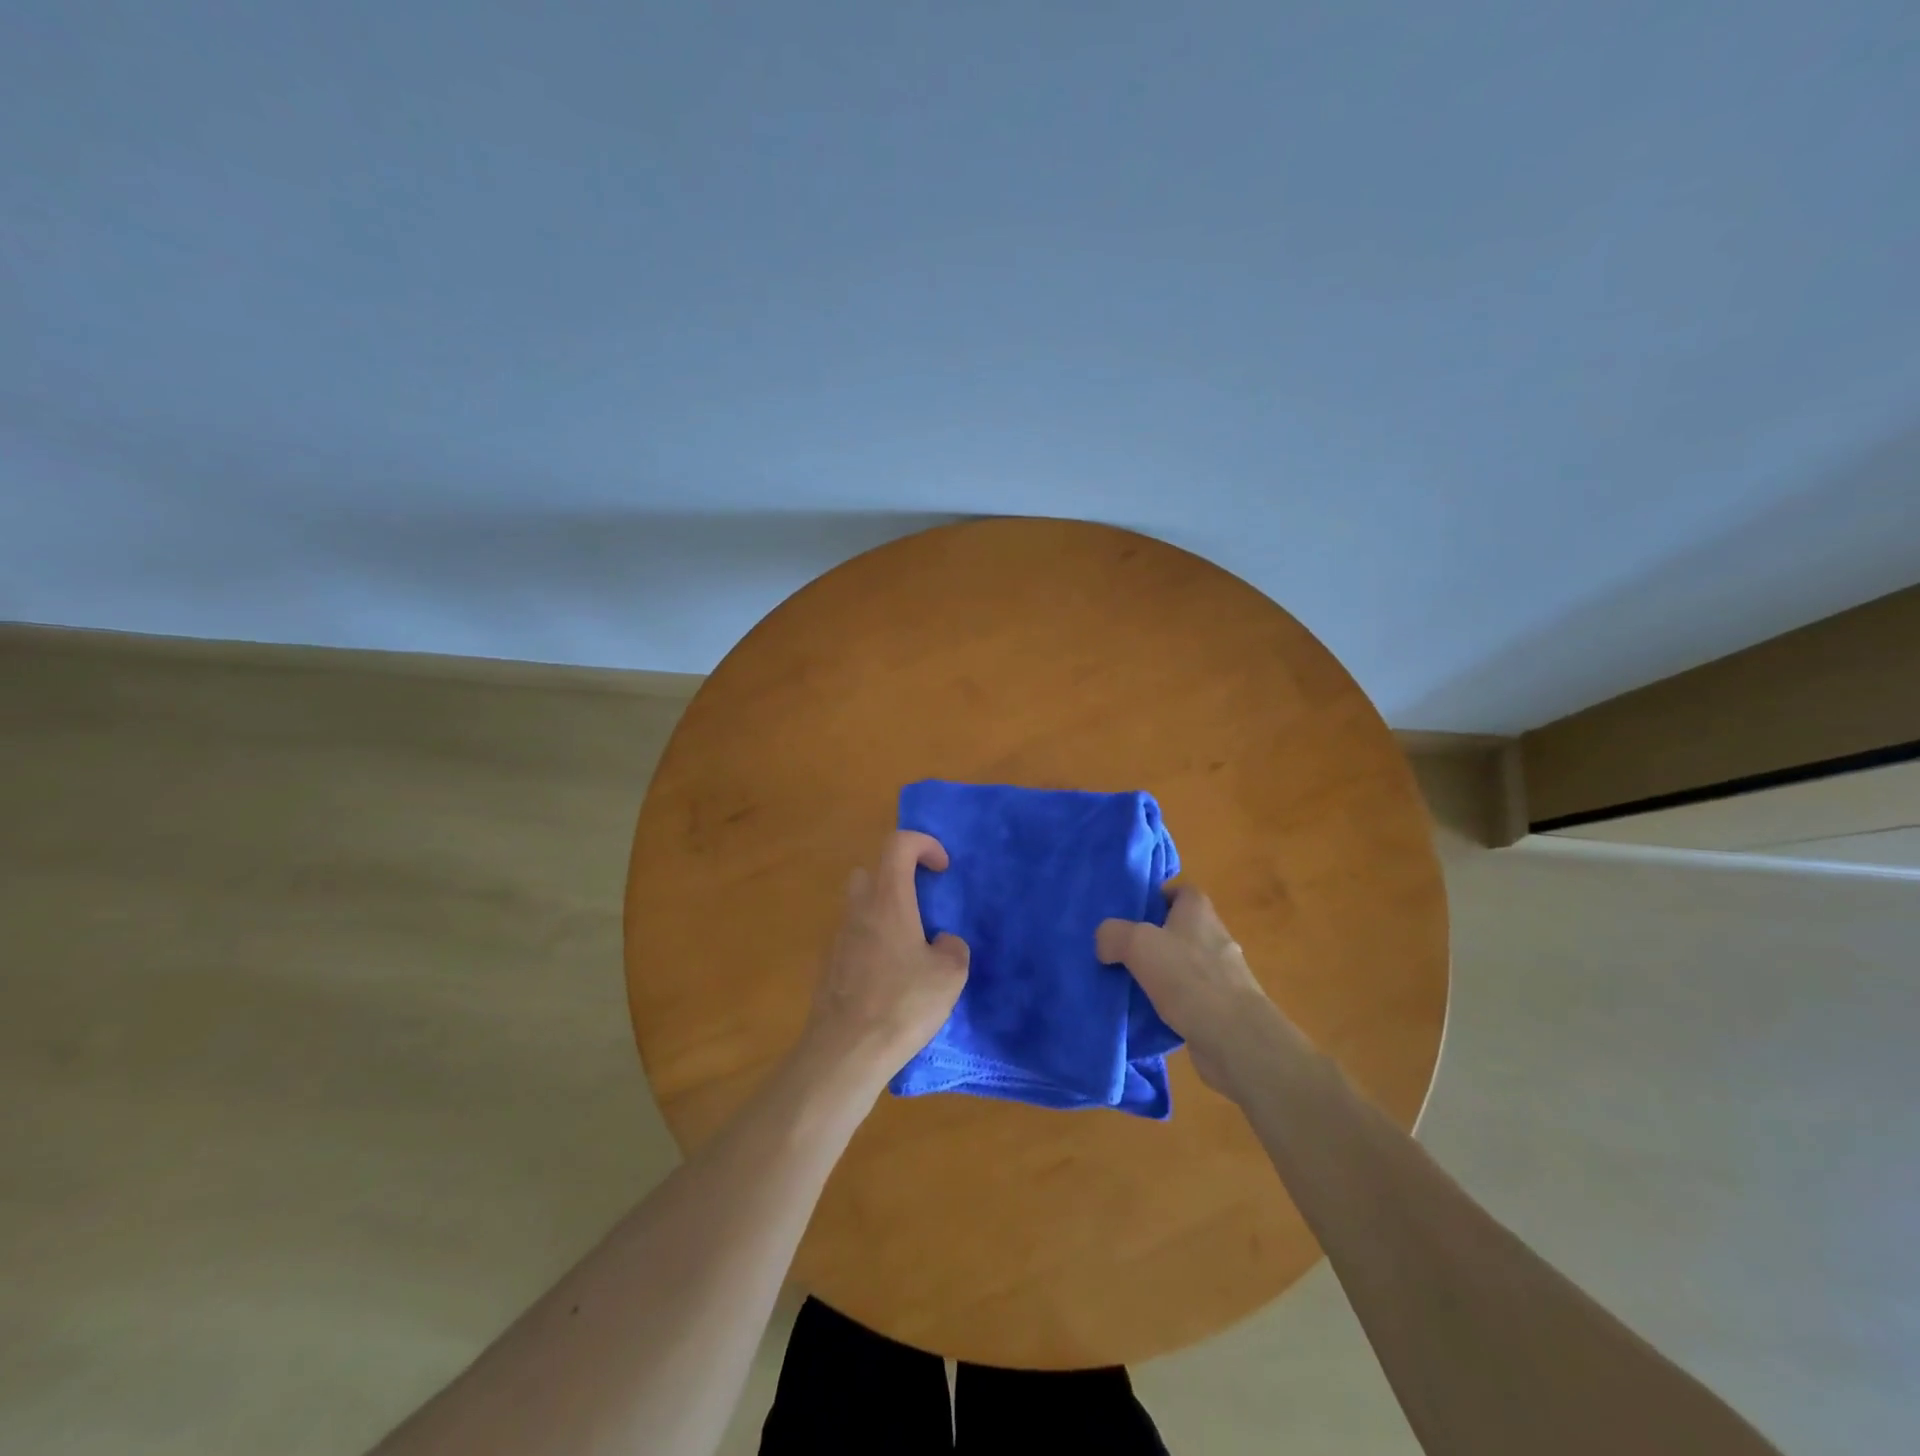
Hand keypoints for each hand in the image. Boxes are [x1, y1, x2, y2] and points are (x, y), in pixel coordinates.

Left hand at [800, 830, 969, 1087]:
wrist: (845, 1052)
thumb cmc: (901, 1004)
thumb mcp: (949, 976)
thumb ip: (952, 948)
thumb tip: (941, 943)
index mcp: (888, 900)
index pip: (898, 844)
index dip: (923, 844)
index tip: (942, 868)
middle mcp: (858, 910)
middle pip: (871, 871)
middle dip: (897, 879)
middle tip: (921, 907)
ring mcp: (837, 939)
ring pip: (859, 907)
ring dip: (884, 914)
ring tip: (909, 949)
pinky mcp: (827, 967)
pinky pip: (852, 940)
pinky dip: (871, 945)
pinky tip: (889, 980)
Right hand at [1096, 887, 1294, 1096]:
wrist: (1234, 1038)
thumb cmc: (1187, 977)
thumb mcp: (1137, 943)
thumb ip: (1113, 934)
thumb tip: (1105, 943)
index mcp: (1199, 912)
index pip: (1181, 891)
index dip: (1158, 897)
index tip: (1133, 913)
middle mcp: (1215, 937)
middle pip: (1180, 929)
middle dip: (1153, 939)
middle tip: (1122, 951)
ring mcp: (1223, 975)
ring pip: (1184, 965)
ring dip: (1161, 973)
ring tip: (1129, 985)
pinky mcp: (1223, 1008)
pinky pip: (1190, 998)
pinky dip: (1172, 1003)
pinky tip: (1149, 1014)